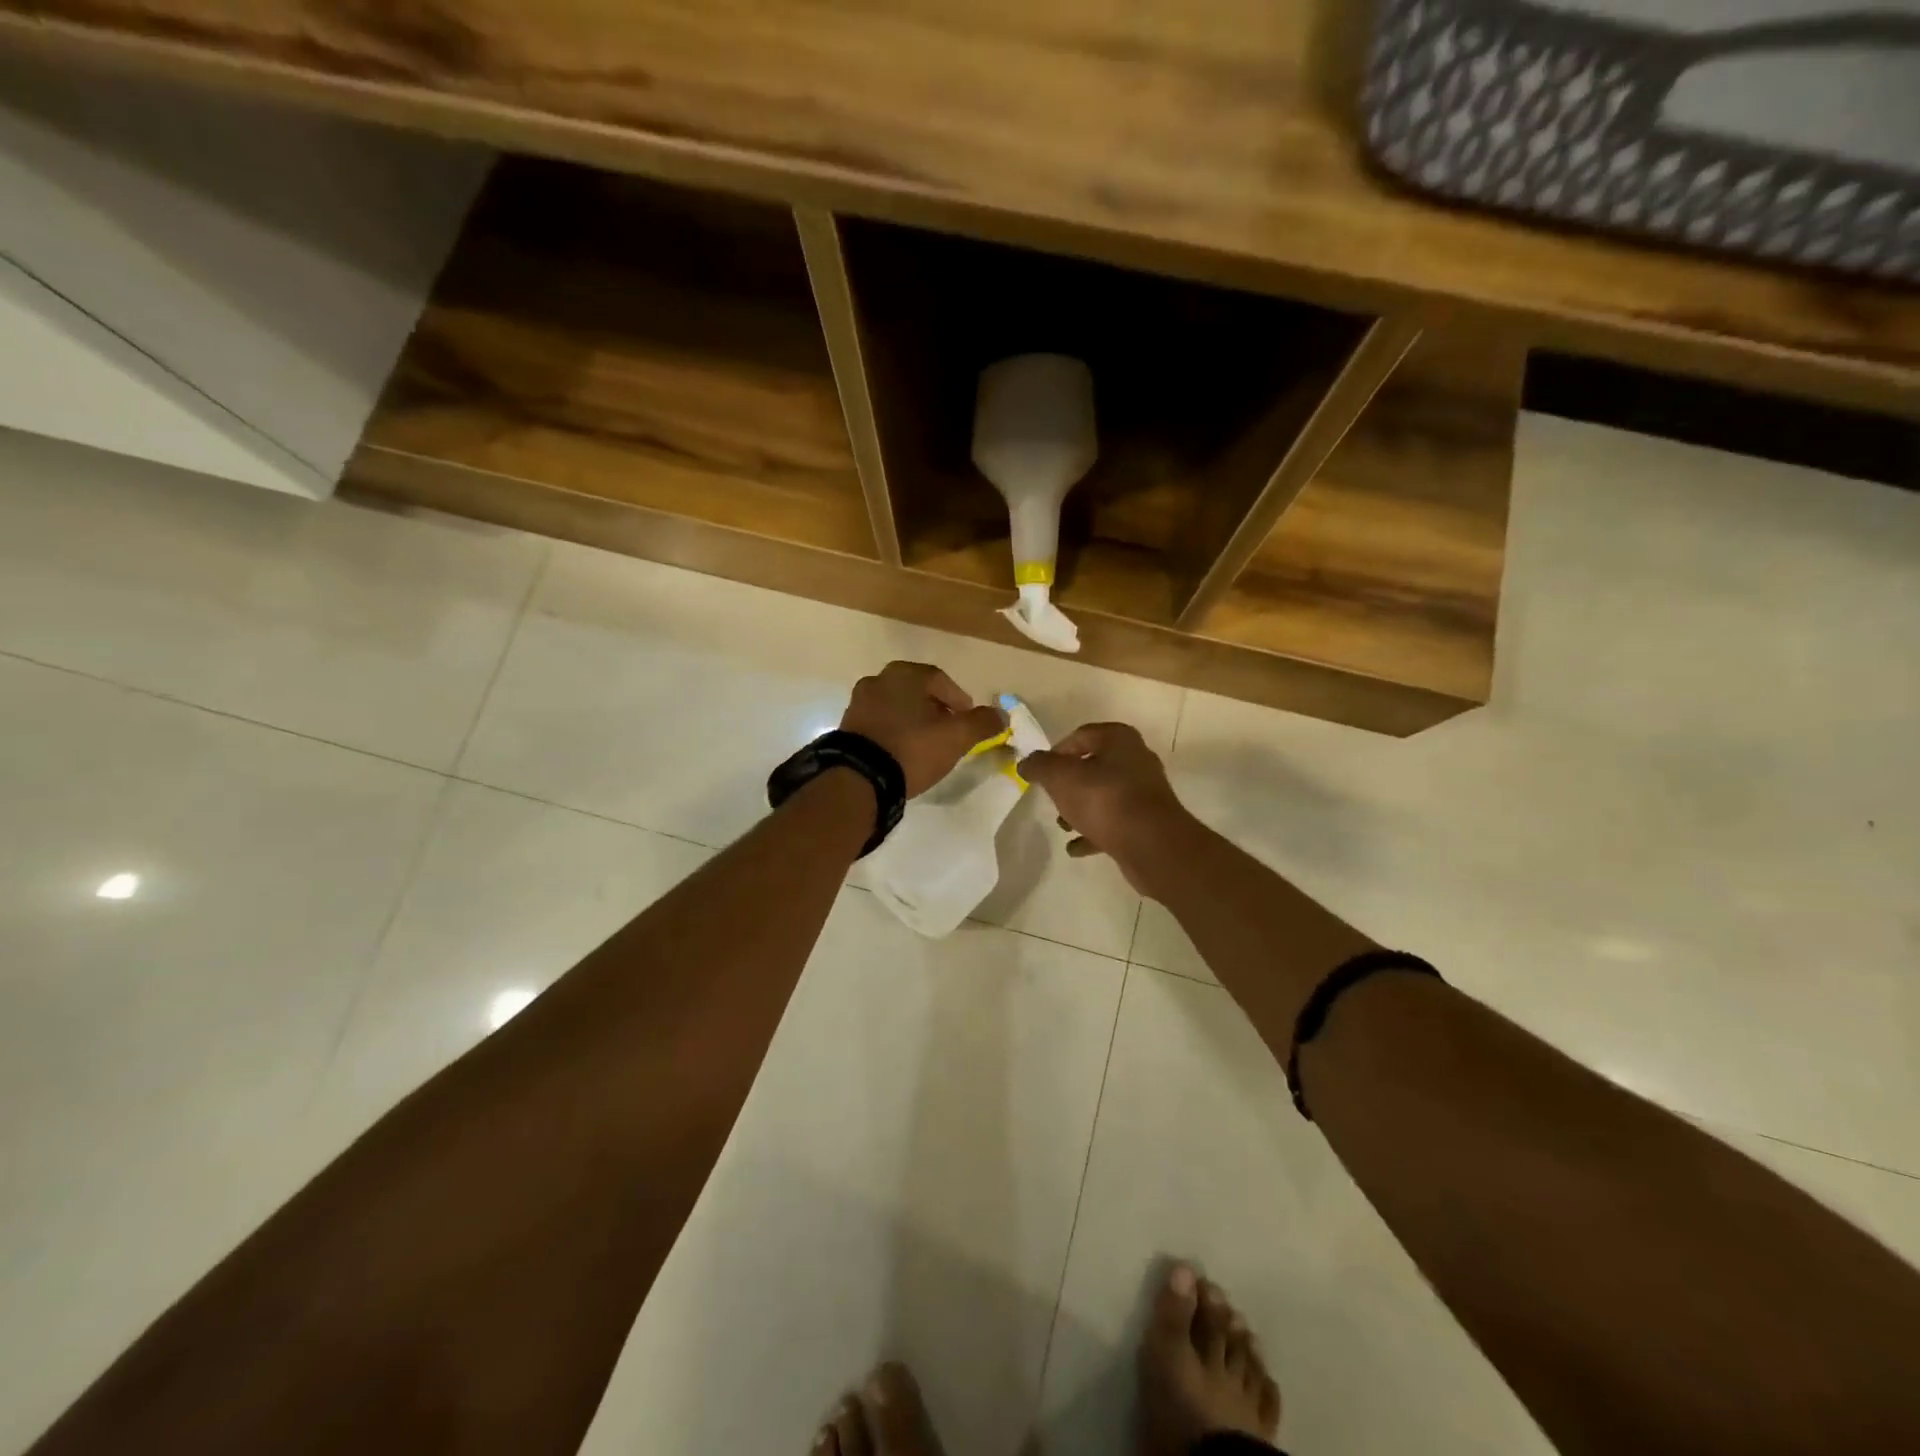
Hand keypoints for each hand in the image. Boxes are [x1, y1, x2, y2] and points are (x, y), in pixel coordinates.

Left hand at [841, 662, 1005, 797]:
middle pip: (917, 692)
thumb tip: (1001, 714)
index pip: (940, 679)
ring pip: (897, 706)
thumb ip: (982, 723)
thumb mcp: (956, 737)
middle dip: (936, 709)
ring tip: (927, 743)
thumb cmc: (912, 749)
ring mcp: (858, 703)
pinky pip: (880, 723)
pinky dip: (894, 731)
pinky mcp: (847, 727)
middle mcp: (878, 680)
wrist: (859, 779)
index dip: (959, 700)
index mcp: (904, 674)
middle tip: (949, 730)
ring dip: (914, 720)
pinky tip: (903, 751)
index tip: (969, 720)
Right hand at [1019, 723, 1200, 894]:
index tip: (1040, 772)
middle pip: (1093, 766)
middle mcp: (1136, 759)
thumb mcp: (1060, 777)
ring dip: (1080, 808)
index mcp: (1119, 739)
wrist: (1151, 844)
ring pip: (1103, 795)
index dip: (1056, 752)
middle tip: (1051, 798)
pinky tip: (1075, 847)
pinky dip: (1094, 832)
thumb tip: (1026, 763)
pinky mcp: (1147, 821)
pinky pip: (1114, 822)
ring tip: (1062, 825)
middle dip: (1069, 783)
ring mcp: (1144, 792)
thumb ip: (1039, 766)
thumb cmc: (1103, 799)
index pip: (1080, 736)